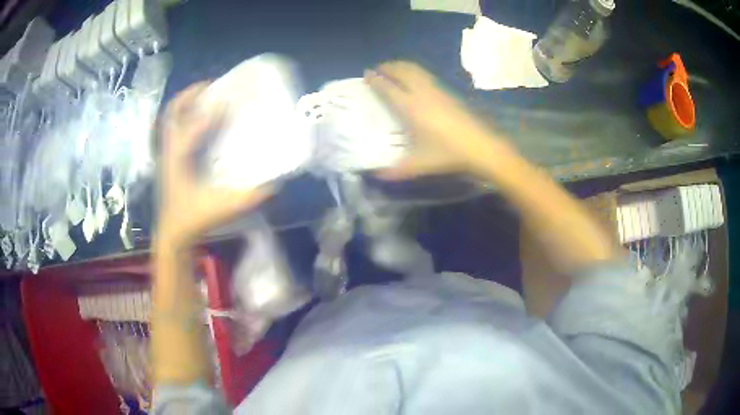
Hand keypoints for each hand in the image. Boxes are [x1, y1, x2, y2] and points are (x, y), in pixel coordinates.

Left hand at [157, 82, 270, 247]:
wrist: (173, 232)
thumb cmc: (193, 220)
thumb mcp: (222, 210)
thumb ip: (247, 198)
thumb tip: (273, 183)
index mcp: (179, 161)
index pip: (190, 130)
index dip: (209, 114)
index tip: (228, 101)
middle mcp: (170, 151)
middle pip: (172, 113)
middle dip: (191, 95)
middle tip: (212, 86)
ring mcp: (167, 153)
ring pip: (171, 118)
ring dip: (187, 103)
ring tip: (207, 95)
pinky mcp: (170, 157)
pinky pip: (175, 127)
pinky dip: (186, 116)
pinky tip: (202, 118)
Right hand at [364, 61, 505, 179]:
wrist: (480, 146)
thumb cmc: (447, 154)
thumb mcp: (419, 165)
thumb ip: (395, 171)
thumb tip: (376, 175)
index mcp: (410, 107)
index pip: (388, 87)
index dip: (375, 79)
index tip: (366, 74)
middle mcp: (421, 93)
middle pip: (401, 71)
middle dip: (387, 67)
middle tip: (377, 70)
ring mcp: (436, 90)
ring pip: (415, 69)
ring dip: (401, 66)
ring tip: (393, 71)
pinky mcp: (448, 91)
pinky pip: (425, 74)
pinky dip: (414, 71)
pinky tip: (414, 80)